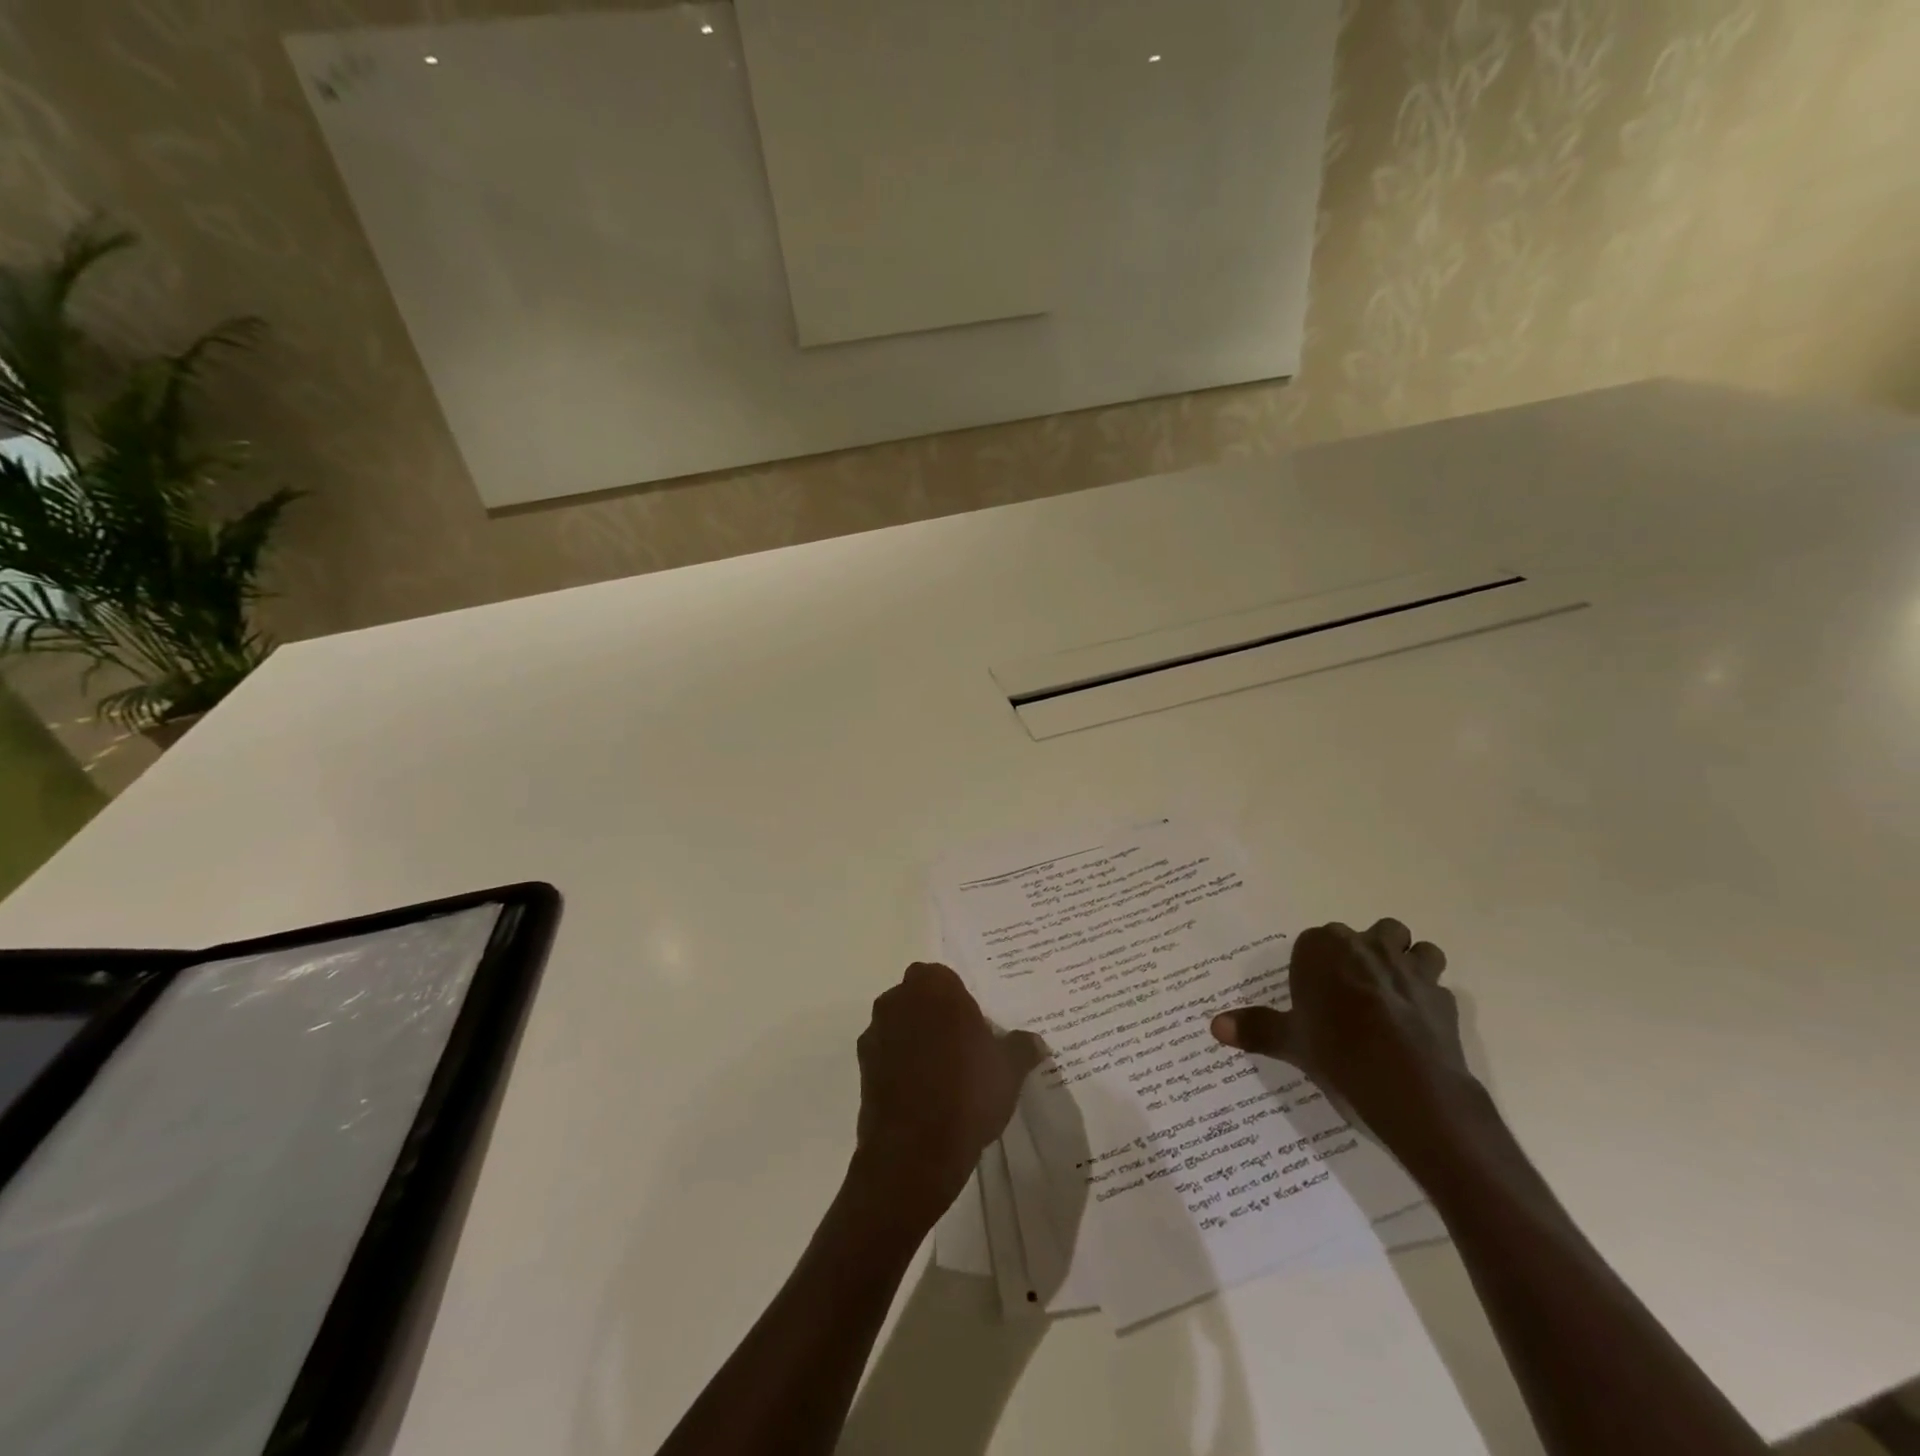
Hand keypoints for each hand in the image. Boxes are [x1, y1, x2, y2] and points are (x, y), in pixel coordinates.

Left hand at [852, 962, 1043, 1222]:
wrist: (914, 1149)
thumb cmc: (968, 1092)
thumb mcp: (1009, 1070)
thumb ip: (1021, 1047)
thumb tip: (1035, 1041)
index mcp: (935, 987)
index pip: (946, 978)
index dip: (960, 1000)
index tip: (975, 1027)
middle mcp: (899, 999)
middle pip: (919, 997)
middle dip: (936, 1015)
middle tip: (962, 1047)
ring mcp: (876, 1031)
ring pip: (900, 1024)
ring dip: (915, 1038)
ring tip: (942, 1074)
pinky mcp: (862, 1065)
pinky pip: (887, 1053)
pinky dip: (900, 1065)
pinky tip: (921, 1094)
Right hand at [1210, 918, 1483, 1163]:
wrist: (1410, 1088)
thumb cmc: (1337, 1052)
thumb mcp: (1289, 1042)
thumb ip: (1255, 1029)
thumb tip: (1215, 1026)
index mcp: (1324, 948)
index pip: (1315, 941)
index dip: (1316, 964)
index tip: (1315, 992)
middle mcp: (1368, 946)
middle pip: (1369, 934)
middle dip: (1364, 953)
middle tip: (1351, 991)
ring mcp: (1411, 969)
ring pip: (1416, 948)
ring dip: (1408, 962)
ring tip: (1392, 995)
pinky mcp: (1443, 999)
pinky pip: (1437, 987)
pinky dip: (1428, 998)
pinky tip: (1416, 1024)